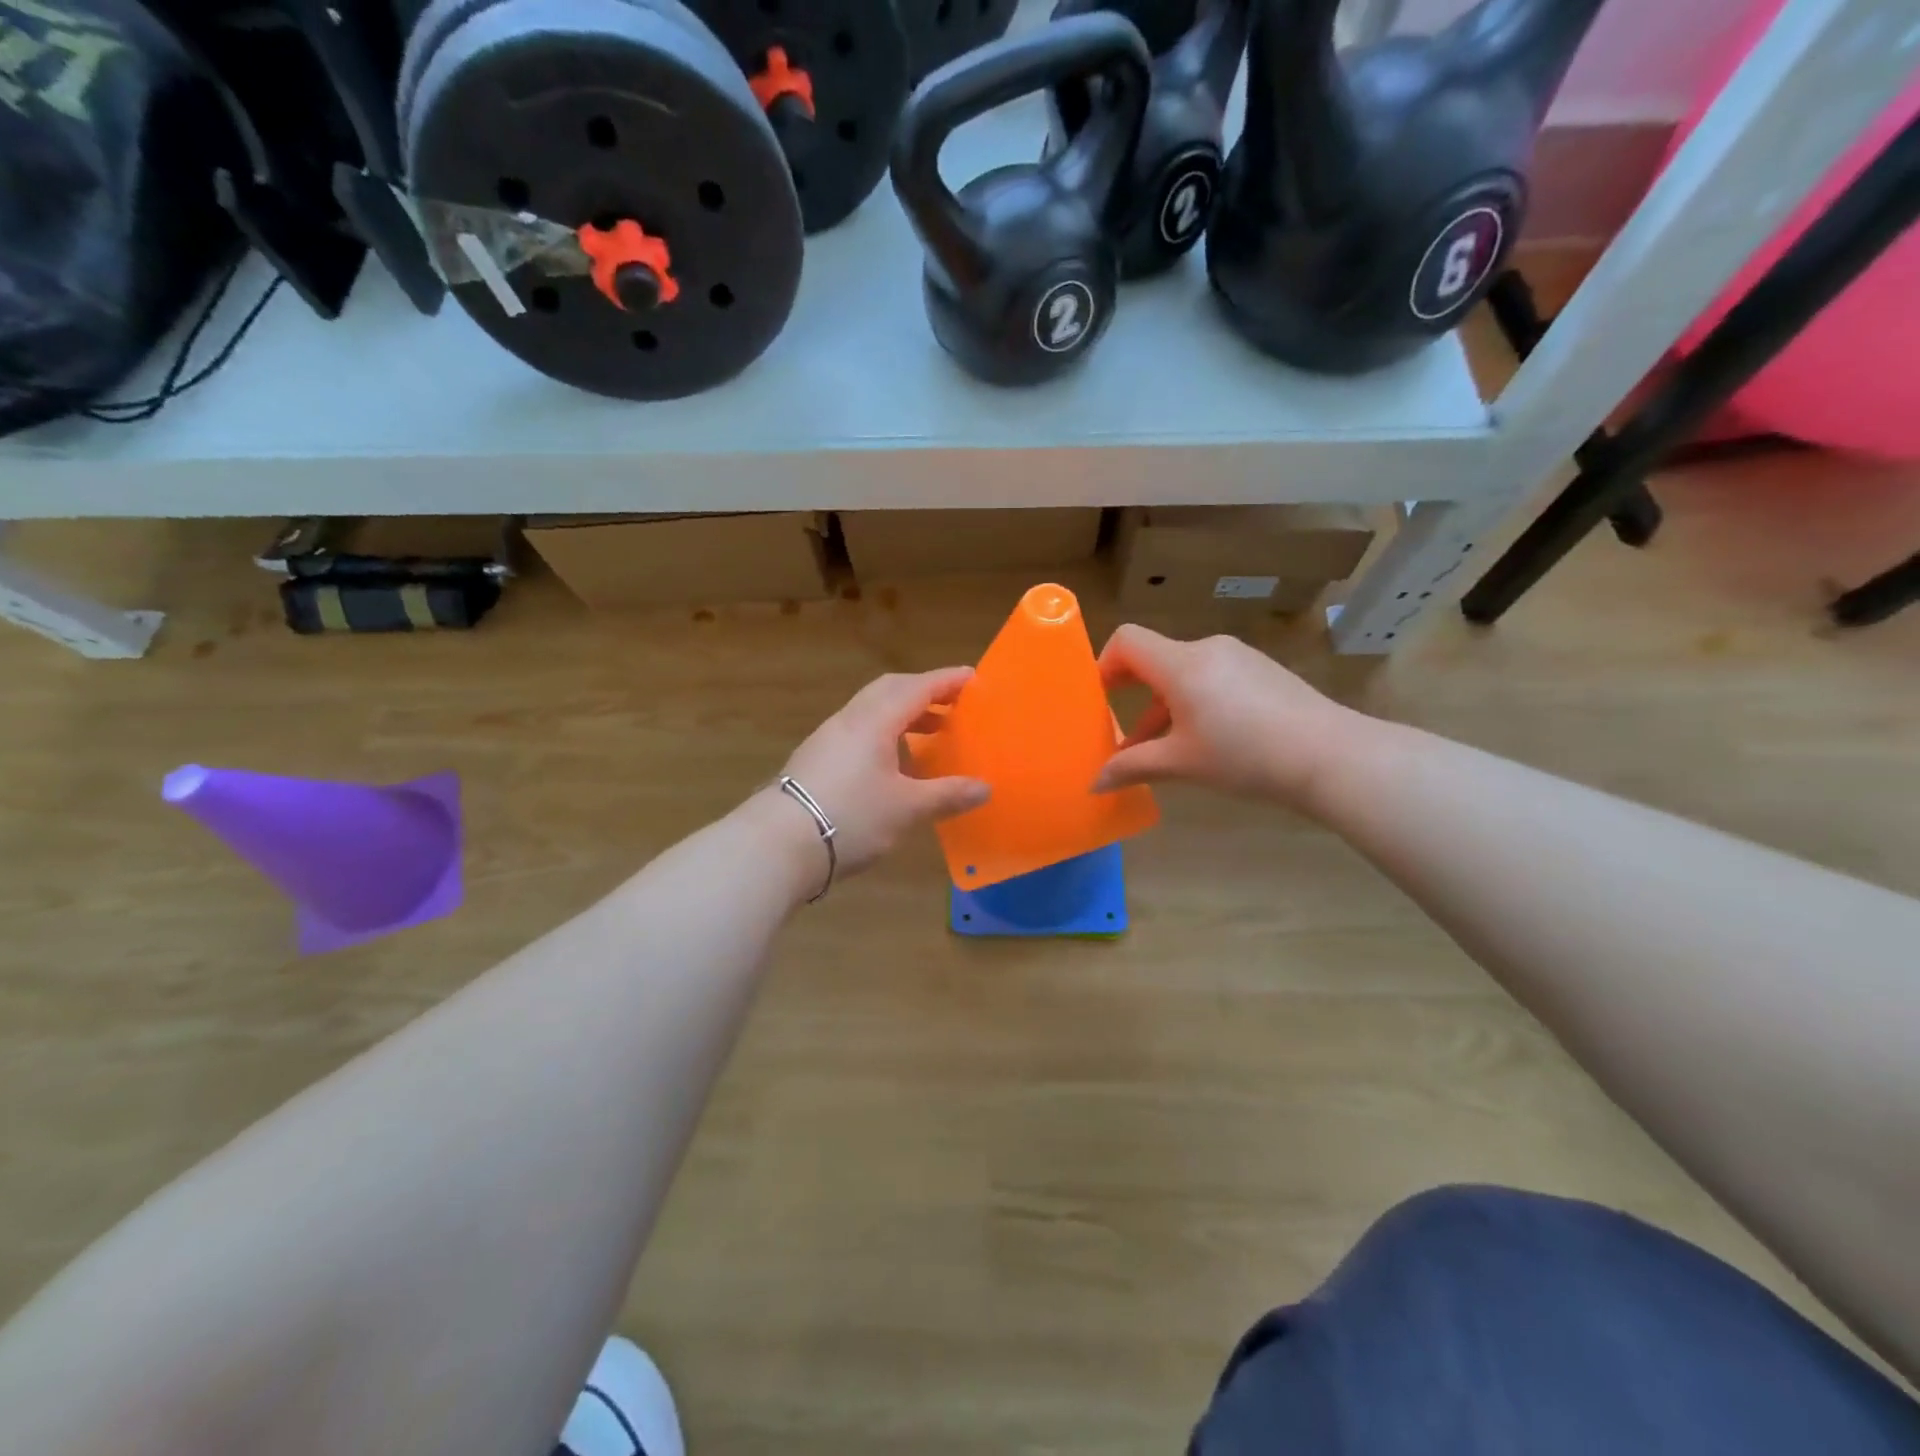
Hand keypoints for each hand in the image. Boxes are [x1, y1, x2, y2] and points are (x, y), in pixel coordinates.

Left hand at [776, 667, 990, 876]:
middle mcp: (849, 720)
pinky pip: (858, 732)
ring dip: (904, 714)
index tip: (973, 677)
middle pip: (890, 690)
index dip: (947, 681)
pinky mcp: (815, 760)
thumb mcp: (907, 809)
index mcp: (874, 721)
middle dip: (924, 692)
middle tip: (953, 703)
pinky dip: (885, 734)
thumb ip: (947, 795)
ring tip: (932, 734)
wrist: (778, 844)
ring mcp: (827, 739)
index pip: (917, 688)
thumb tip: (985, 788)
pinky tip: (894, 763)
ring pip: (871, 711)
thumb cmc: (851, 817)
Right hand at [1092, 626, 1356, 807]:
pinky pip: (1212, 678)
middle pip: (1155, 658)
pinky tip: (1206, 741)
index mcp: (1181, 664)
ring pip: (1184, 672)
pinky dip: (1194, 702)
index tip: (1098, 700)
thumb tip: (1094, 783)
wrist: (1331, 756)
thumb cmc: (1245, 756)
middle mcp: (1207, 649)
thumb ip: (1132, 767)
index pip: (1127, 640)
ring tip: (1161, 749)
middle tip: (1120, 732)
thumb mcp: (1181, 763)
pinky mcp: (1262, 671)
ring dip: (1164, 705)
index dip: (1104, 664)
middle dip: (1133, 694)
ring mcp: (1239, 657)